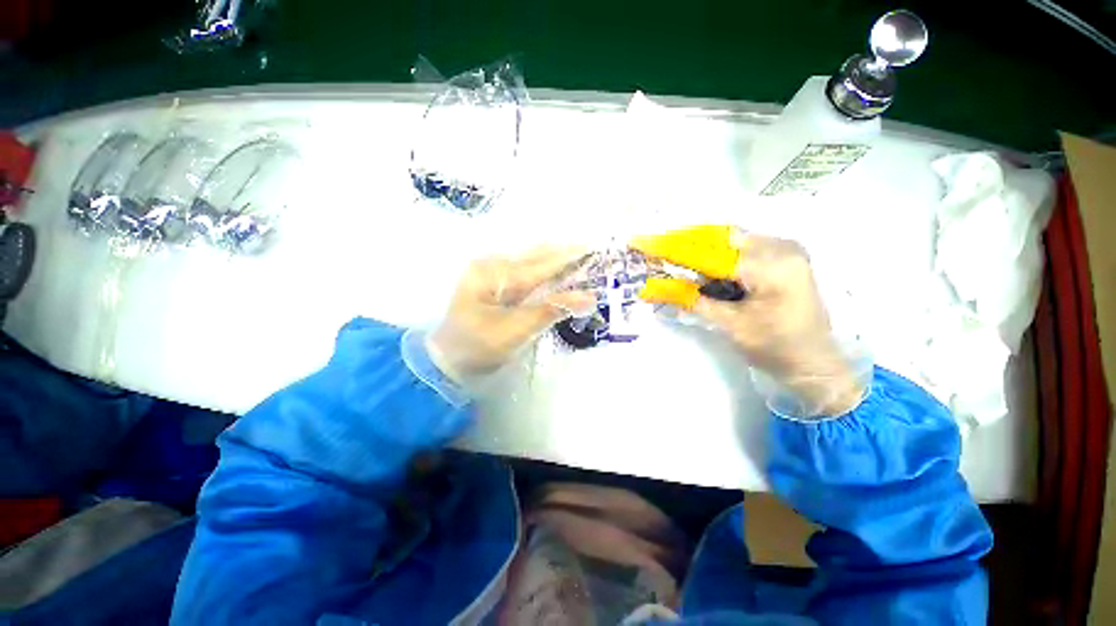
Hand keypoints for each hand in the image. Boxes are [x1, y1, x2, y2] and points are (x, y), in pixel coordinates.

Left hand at [428, 246, 595, 381]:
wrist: (446, 362)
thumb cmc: (478, 347)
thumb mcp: (516, 330)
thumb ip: (552, 310)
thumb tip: (588, 297)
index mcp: (494, 273)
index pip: (541, 264)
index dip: (569, 258)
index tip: (593, 250)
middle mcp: (492, 266)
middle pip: (536, 257)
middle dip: (564, 256)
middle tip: (591, 254)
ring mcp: (491, 274)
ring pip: (531, 262)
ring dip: (555, 262)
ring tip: (580, 260)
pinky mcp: (493, 285)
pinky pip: (525, 273)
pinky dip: (544, 273)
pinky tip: (556, 272)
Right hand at [634, 228, 866, 415]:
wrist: (816, 365)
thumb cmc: (775, 348)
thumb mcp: (730, 325)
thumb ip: (694, 301)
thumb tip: (657, 288)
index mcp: (772, 265)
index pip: (712, 252)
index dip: (677, 250)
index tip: (649, 245)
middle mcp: (782, 247)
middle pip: (723, 238)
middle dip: (690, 247)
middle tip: (664, 257)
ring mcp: (786, 250)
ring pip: (732, 242)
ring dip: (705, 253)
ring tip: (682, 267)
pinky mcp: (785, 258)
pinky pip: (745, 249)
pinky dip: (721, 258)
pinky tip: (709, 273)